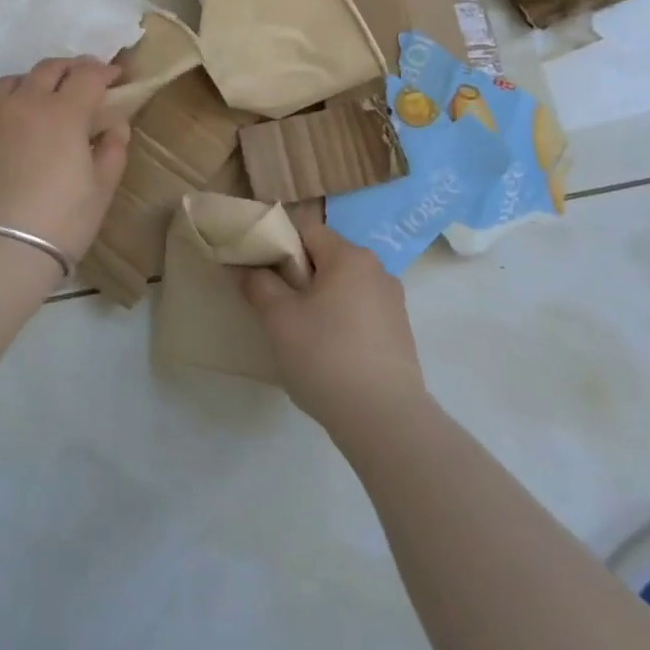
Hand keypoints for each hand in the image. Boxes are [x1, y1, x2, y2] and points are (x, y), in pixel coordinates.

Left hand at [0, 58, 129, 264]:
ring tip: (36, 104)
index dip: (104, 71)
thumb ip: (112, 151)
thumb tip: (115, 126)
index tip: (115, 76)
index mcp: (62, 113)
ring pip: (8, 84)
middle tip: (80, 80)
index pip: (88, 75)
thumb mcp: (100, 192)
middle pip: (47, 69)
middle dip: (69, 69)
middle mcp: (21, 104)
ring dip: (29, 86)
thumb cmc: (58, 225)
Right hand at [241, 223, 426, 435]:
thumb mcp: (279, 319)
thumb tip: (249, 268)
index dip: (278, 244)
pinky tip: (329, 353)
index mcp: (349, 256)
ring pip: (344, 286)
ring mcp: (393, 302)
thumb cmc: (326, 357)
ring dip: (320, 299)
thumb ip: (259, 285)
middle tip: (276, 306)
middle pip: (326, 257)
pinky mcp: (400, 333)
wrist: (385, 420)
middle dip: (298, 275)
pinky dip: (341, 321)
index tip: (260, 271)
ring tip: (301, 334)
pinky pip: (360, 311)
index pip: (306, 229)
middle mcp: (376, 269)